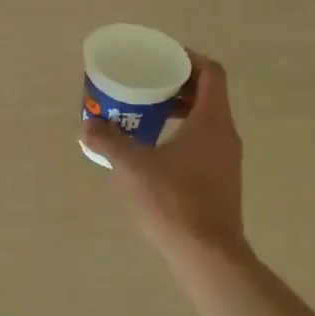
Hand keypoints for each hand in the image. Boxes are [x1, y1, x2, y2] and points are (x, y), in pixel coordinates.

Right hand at [80, 53, 246, 263]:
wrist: (208, 256)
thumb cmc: (174, 202)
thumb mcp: (133, 167)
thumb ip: (108, 141)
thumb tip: (87, 126)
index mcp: (212, 121)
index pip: (211, 72)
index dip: (189, 59)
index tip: (162, 59)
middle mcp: (225, 135)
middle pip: (208, 94)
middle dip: (177, 85)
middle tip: (146, 85)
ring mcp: (227, 160)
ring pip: (206, 120)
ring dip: (179, 112)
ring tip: (145, 115)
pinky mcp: (221, 181)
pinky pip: (203, 143)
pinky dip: (182, 135)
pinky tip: (154, 152)